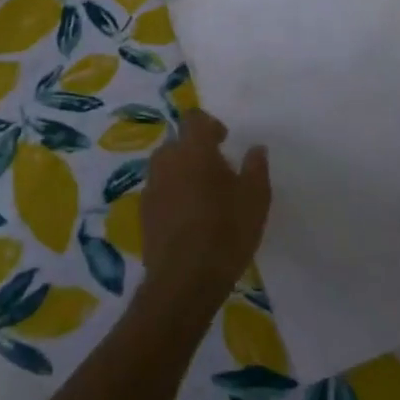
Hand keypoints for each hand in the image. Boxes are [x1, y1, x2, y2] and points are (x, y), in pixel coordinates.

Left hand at [140, 109, 269, 308]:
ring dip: (181, 173)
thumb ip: (256, 167)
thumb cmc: (226, 231)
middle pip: (177, 143)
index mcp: (194, 149)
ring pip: (166, 167)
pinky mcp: (143, 214)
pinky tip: (189, 218)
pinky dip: (172, 195)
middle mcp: (167, 161)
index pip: (194, 119)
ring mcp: (151, 188)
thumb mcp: (256, 198)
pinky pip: (159, 192)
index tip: (224, 141)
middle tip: (217, 171)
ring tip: (203, 196)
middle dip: (195, 150)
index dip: (208, 125)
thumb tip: (255, 148)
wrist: (185, 280)